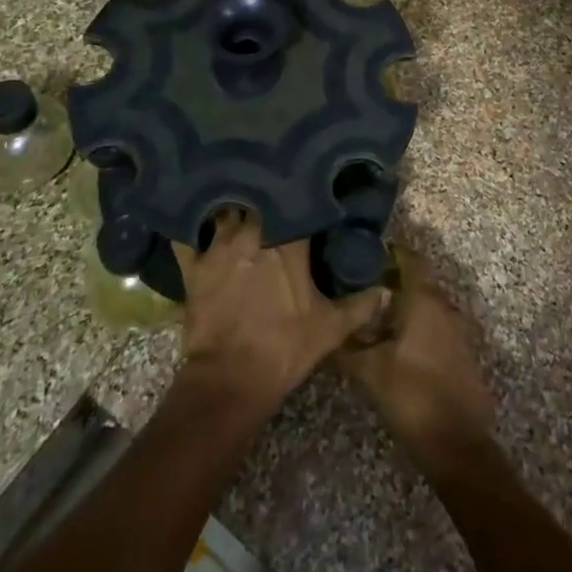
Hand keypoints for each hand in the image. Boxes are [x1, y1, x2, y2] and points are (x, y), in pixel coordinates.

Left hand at [175, 210, 387, 412]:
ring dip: (232, 206)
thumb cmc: (284, 348)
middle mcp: (252, 231)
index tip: (308, 190)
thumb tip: (385, 290)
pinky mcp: (193, 266)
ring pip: (225, 210)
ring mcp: (218, 246)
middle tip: (272, 194)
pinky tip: (193, 218)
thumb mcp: (331, 329)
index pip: (297, 203)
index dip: (302, 196)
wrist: (230, 380)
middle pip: (258, 199)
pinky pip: (186, 235)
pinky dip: (190, 226)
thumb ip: (360, 305)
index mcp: (288, 240)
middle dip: (265, 195)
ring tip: (238, 200)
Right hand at [335, 254, 494, 459]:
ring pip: (428, 305)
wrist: (458, 446)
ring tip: (374, 319)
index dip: (388, 252)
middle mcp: (445, 306)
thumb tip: (322, 331)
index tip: (363, 256)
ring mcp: (458, 330)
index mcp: (424, 299)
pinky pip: (438, 326)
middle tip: (360, 289)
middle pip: (418, 281)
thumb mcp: (368, 371)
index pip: (410, 257)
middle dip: (391, 281)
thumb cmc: (412, 396)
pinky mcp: (463, 353)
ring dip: (405, 307)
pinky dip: (419, 327)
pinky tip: (397, 345)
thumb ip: (344, 347)